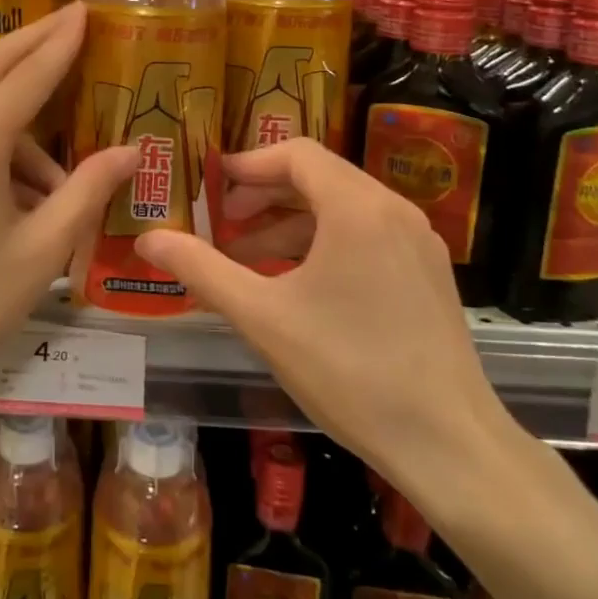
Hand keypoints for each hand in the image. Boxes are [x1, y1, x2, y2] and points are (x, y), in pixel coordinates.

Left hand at [0, 3, 138, 398]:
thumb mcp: (40, 252)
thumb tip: (129, 150)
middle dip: (33, 40)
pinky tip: (22, 199)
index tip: (85, 10)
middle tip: (71, 21)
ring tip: (62, 183)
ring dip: (22, 121)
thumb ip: (86, 193)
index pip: (28, 74)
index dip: (61, 41)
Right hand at [137, 138, 516, 489]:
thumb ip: (201, 269)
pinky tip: (294, 285)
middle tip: (221, 221)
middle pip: (319, 177)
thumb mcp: (262, 316)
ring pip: (342, 209)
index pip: (296, 154)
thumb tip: (147, 239)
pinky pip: (365, 236)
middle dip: (264, 195)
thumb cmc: (349, 370)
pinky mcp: (427, 275)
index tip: (211, 184)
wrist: (449, 444)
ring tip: (247, 259)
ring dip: (290, 224)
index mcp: (357, 207)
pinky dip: (322, 244)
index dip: (249, 164)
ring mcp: (418, 243)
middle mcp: (394, 211)